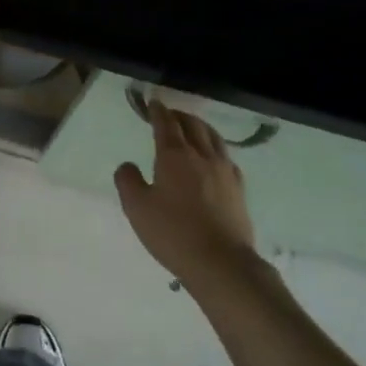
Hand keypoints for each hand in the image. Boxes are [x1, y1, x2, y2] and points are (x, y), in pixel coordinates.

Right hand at [115, 101, 257, 284]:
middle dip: (179, 115)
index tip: (153, 103)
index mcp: (174, 155)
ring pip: (213, 137)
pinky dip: (215, 147)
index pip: (166, 124)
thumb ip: (127, 181)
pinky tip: (214, 157)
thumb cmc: (173, 233)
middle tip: (169, 114)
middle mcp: (201, 155)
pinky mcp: (238, 188)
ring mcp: (224, 171)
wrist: (221, 263)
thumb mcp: (137, 208)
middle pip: (192, 125)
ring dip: (199, 127)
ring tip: (192, 128)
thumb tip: (128, 165)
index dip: (158, 111)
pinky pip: (226, 156)